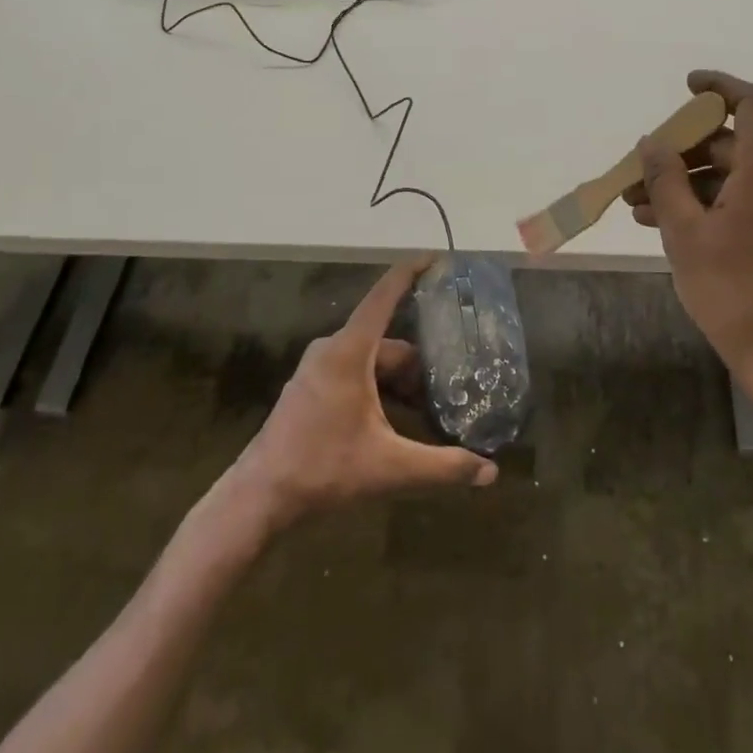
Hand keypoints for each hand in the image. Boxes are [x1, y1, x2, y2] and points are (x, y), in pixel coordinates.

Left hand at [231, 258, 497, 527]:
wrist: (261, 495)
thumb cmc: (323, 469)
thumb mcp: (390, 468)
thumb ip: (444, 466)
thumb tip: (491, 472)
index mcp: (350, 352)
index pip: (384, 296)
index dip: (410, 272)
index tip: (436, 257)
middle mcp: (332, 350)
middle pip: (387, 342)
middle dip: (419, 364)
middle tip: (452, 386)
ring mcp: (318, 368)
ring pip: (372, 360)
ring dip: (400, 381)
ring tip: (431, 407)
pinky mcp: (311, 387)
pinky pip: (356, 372)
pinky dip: (380, 388)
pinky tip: (397, 419)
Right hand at [625, 70, 752, 410]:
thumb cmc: (733, 291)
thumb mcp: (685, 232)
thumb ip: (665, 179)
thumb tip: (652, 142)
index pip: (752, 103)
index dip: (719, 87)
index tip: (686, 86)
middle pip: (734, 144)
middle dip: (681, 154)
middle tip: (637, 173)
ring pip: (735, 175)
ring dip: (688, 183)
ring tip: (639, 205)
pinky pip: (746, 198)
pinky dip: (710, 202)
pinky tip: (666, 222)